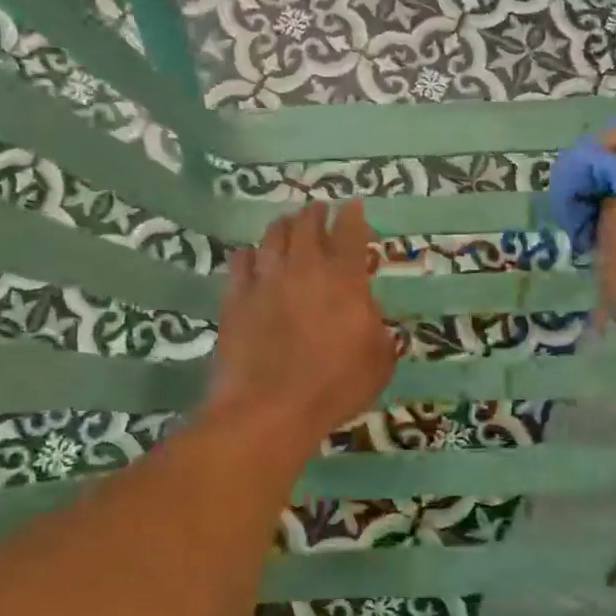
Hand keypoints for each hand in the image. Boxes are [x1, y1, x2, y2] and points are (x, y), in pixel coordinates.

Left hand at [207, 200, 395, 442]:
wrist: (270, 409)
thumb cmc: (335, 387)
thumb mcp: (379, 362)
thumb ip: (379, 330)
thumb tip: (370, 316)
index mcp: (344, 279)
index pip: (349, 232)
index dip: (352, 215)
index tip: (353, 206)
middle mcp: (304, 268)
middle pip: (306, 225)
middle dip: (314, 213)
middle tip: (318, 210)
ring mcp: (266, 281)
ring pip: (271, 237)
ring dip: (282, 226)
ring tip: (286, 224)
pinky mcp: (235, 299)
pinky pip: (240, 263)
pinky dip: (248, 255)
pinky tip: (250, 257)